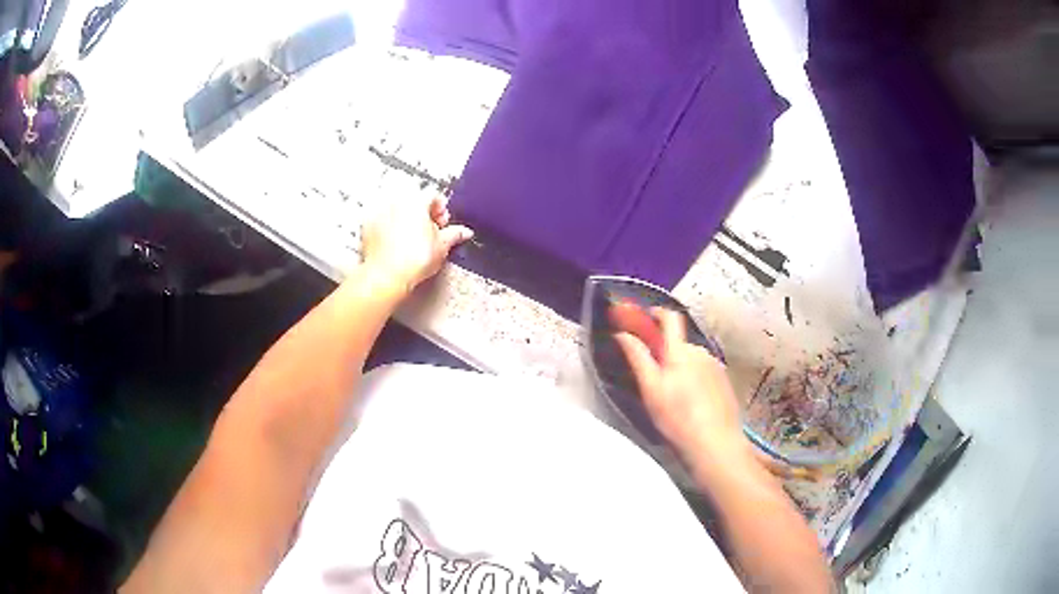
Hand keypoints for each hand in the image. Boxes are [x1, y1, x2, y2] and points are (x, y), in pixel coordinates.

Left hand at [360, 195, 473, 294]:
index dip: (441, 211)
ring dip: (405, 220)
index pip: (434, 196)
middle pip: (414, 202)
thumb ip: (454, 234)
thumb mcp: (442, 246)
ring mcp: (379, 213)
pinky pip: (382, 222)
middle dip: (423, 215)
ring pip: (397, 211)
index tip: (442, 225)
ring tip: (411, 240)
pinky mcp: (367, 226)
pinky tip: (394, 244)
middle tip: (429, 233)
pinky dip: (389, 228)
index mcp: (417, 201)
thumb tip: (464, 232)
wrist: (386, 276)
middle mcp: (397, 201)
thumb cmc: (415, 259)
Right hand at [611, 305, 746, 462]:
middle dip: (666, 352)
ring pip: (692, 359)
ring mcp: (716, 366)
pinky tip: (691, 403)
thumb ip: (637, 358)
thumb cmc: (678, 417)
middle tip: (654, 376)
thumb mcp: (651, 389)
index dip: (656, 313)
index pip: (670, 318)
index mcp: (680, 351)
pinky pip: (704, 372)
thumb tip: (622, 335)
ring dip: (681, 367)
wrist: (716, 442)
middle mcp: (701, 352)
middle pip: (680, 342)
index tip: (645, 317)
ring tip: (674, 396)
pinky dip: (695, 379)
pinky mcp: (724, 382)